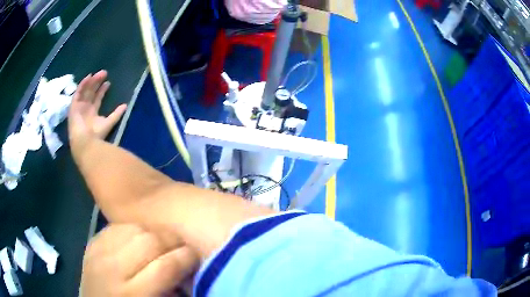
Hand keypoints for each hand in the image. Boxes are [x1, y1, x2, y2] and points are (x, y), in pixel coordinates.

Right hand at [68, 70, 126, 157]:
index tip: (108, 82)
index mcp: (92, 113)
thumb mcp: (109, 122)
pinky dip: (82, 84)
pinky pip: (77, 93)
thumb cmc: (96, 135)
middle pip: (91, 92)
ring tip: (99, 73)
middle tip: (104, 73)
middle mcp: (85, 109)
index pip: (97, 99)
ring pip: (85, 91)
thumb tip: (125, 105)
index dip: (102, 90)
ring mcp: (79, 107)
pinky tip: (89, 77)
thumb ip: (116, 114)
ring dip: (91, 81)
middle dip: (97, 82)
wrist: (85, 143)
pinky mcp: (73, 106)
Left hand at [81, 224, 197, 296]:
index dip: (187, 258)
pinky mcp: (93, 241)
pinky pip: (119, 225)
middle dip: (172, 241)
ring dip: (153, 233)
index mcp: (133, 293)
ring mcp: (99, 251)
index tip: (195, 257)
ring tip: (160, 244)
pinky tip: (138, 240)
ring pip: (134, 227)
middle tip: (179, 248)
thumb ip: (172, 289)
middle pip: (150, 240)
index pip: (166, 266)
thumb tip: (187, 270)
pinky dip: (134, 230)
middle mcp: (113, 269)